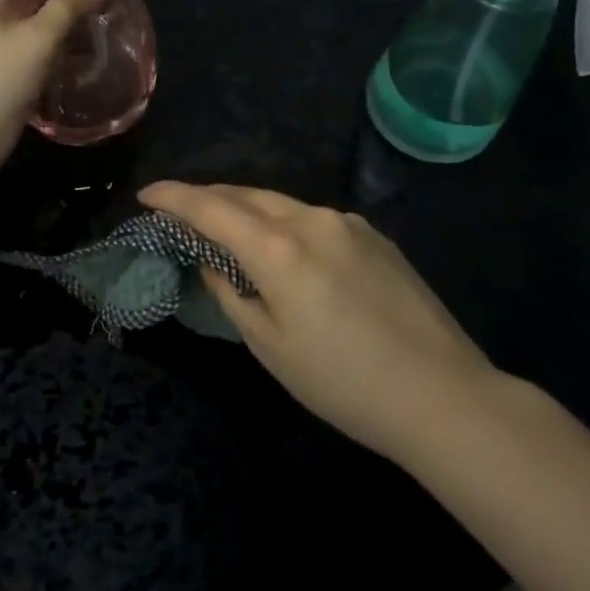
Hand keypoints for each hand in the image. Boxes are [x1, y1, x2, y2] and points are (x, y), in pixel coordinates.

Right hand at [140, 181, 494, 463]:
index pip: (211, 208)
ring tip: (229, 229)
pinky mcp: (374, 236)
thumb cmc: (343, 382)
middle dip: (209, 198)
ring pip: (282, 204)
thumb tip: (212, 261)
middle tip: (180, 212)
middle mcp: (311, 219)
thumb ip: (232, 293)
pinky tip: (286, 251)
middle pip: (246, 195)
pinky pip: (314, 219)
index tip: (146, 195)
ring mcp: (347, 223)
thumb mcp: (270, 346)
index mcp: (278, 248)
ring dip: (248, 210)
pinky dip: (285, 224)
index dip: (173, 197)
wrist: (443, 395)